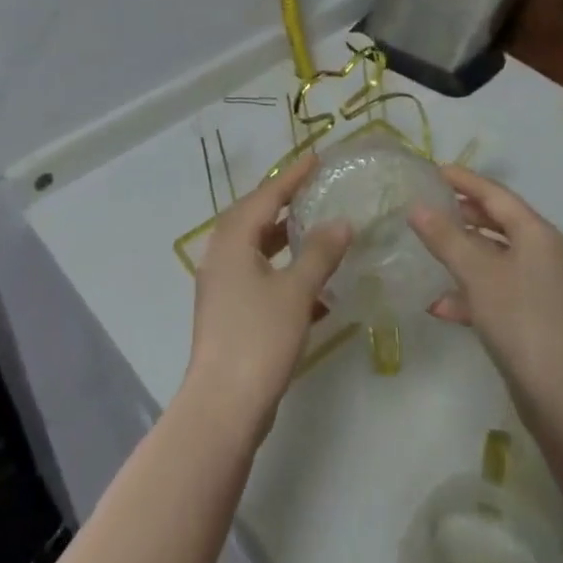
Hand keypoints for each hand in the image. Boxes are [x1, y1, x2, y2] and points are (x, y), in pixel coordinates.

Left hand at [183, 155, 350, 446]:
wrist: (224, 405)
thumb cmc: (259, 337)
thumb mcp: (296, 291)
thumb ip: (319, 253)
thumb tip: (341, 222)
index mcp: (232, 241)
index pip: (266, 196)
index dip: (292, 177)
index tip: (316, 157)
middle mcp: (222, 256)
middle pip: (255, 218)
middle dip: (285, 203)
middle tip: (315, 188)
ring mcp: (223, 286)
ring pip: (257, 249)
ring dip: (285, 238)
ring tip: (317, 229)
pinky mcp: (230, 312)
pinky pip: (259, 277)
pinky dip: (284, 272)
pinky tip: (315, 285)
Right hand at [409, 165, 562, 418]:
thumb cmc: (521, 319)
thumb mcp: (477, 273)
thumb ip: (446, 238)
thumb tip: (417, 208)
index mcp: (537, 234)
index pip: (496, 195)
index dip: (465, 180)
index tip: (435, 170)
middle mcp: (543, 254)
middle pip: (499, 223)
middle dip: (463, 215)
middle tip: (429, 206)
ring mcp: (541, 288)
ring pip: (495, 258)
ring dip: (463, 254)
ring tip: (428, 249)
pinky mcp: (534, 319)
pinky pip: (497, 291)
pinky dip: (470, 292)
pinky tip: (440, 306)